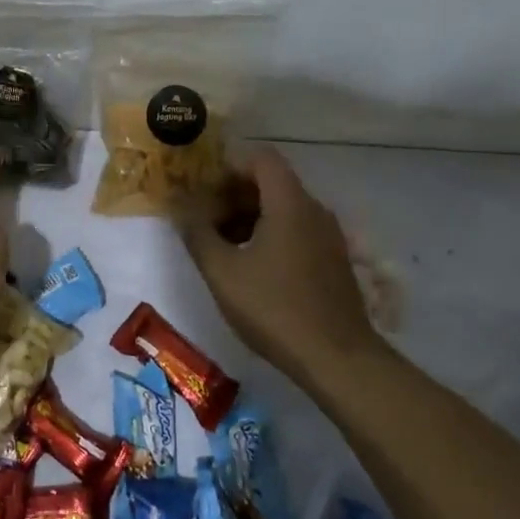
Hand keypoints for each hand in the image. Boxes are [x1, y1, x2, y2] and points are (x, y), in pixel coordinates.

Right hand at [180, 147, 381, 385]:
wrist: (338, 360)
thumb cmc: (274, 308)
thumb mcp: (222, 272)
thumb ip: (197, 233)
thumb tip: (181, 207)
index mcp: (289, 203)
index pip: (261, 158)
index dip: (228, 166)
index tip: (203, 190)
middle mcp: (314, 210)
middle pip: (271, 182)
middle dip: (233, 195)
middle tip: (205, 221)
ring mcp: (329, 236)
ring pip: (284, 208)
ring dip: (249, 217)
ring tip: (223, 247)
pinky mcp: (334, 260)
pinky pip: (297, 229)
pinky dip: (270, 234)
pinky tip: (251, 267)